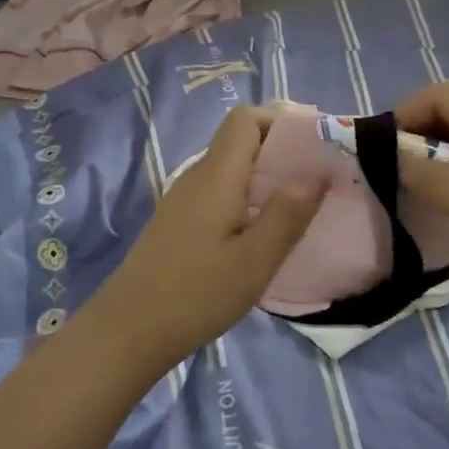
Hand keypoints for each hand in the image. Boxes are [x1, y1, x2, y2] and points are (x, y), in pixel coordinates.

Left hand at [87, 106, 324, 370]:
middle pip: (240, 139)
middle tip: (319, 174)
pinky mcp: (181, 220)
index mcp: (217, 175)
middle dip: (281, 147)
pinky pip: (221, 189)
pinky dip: (248, 194)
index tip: (316, 143)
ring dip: (266, 173)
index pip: (246, 118)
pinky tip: (264, 228)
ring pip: (231, 166)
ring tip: (301, 201)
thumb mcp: (254, 261)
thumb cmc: (196, 294)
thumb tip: (318, 170)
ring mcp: (186, 198)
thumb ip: (287, 214)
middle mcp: (199, 176)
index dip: (281, 120)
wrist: (129, 330)